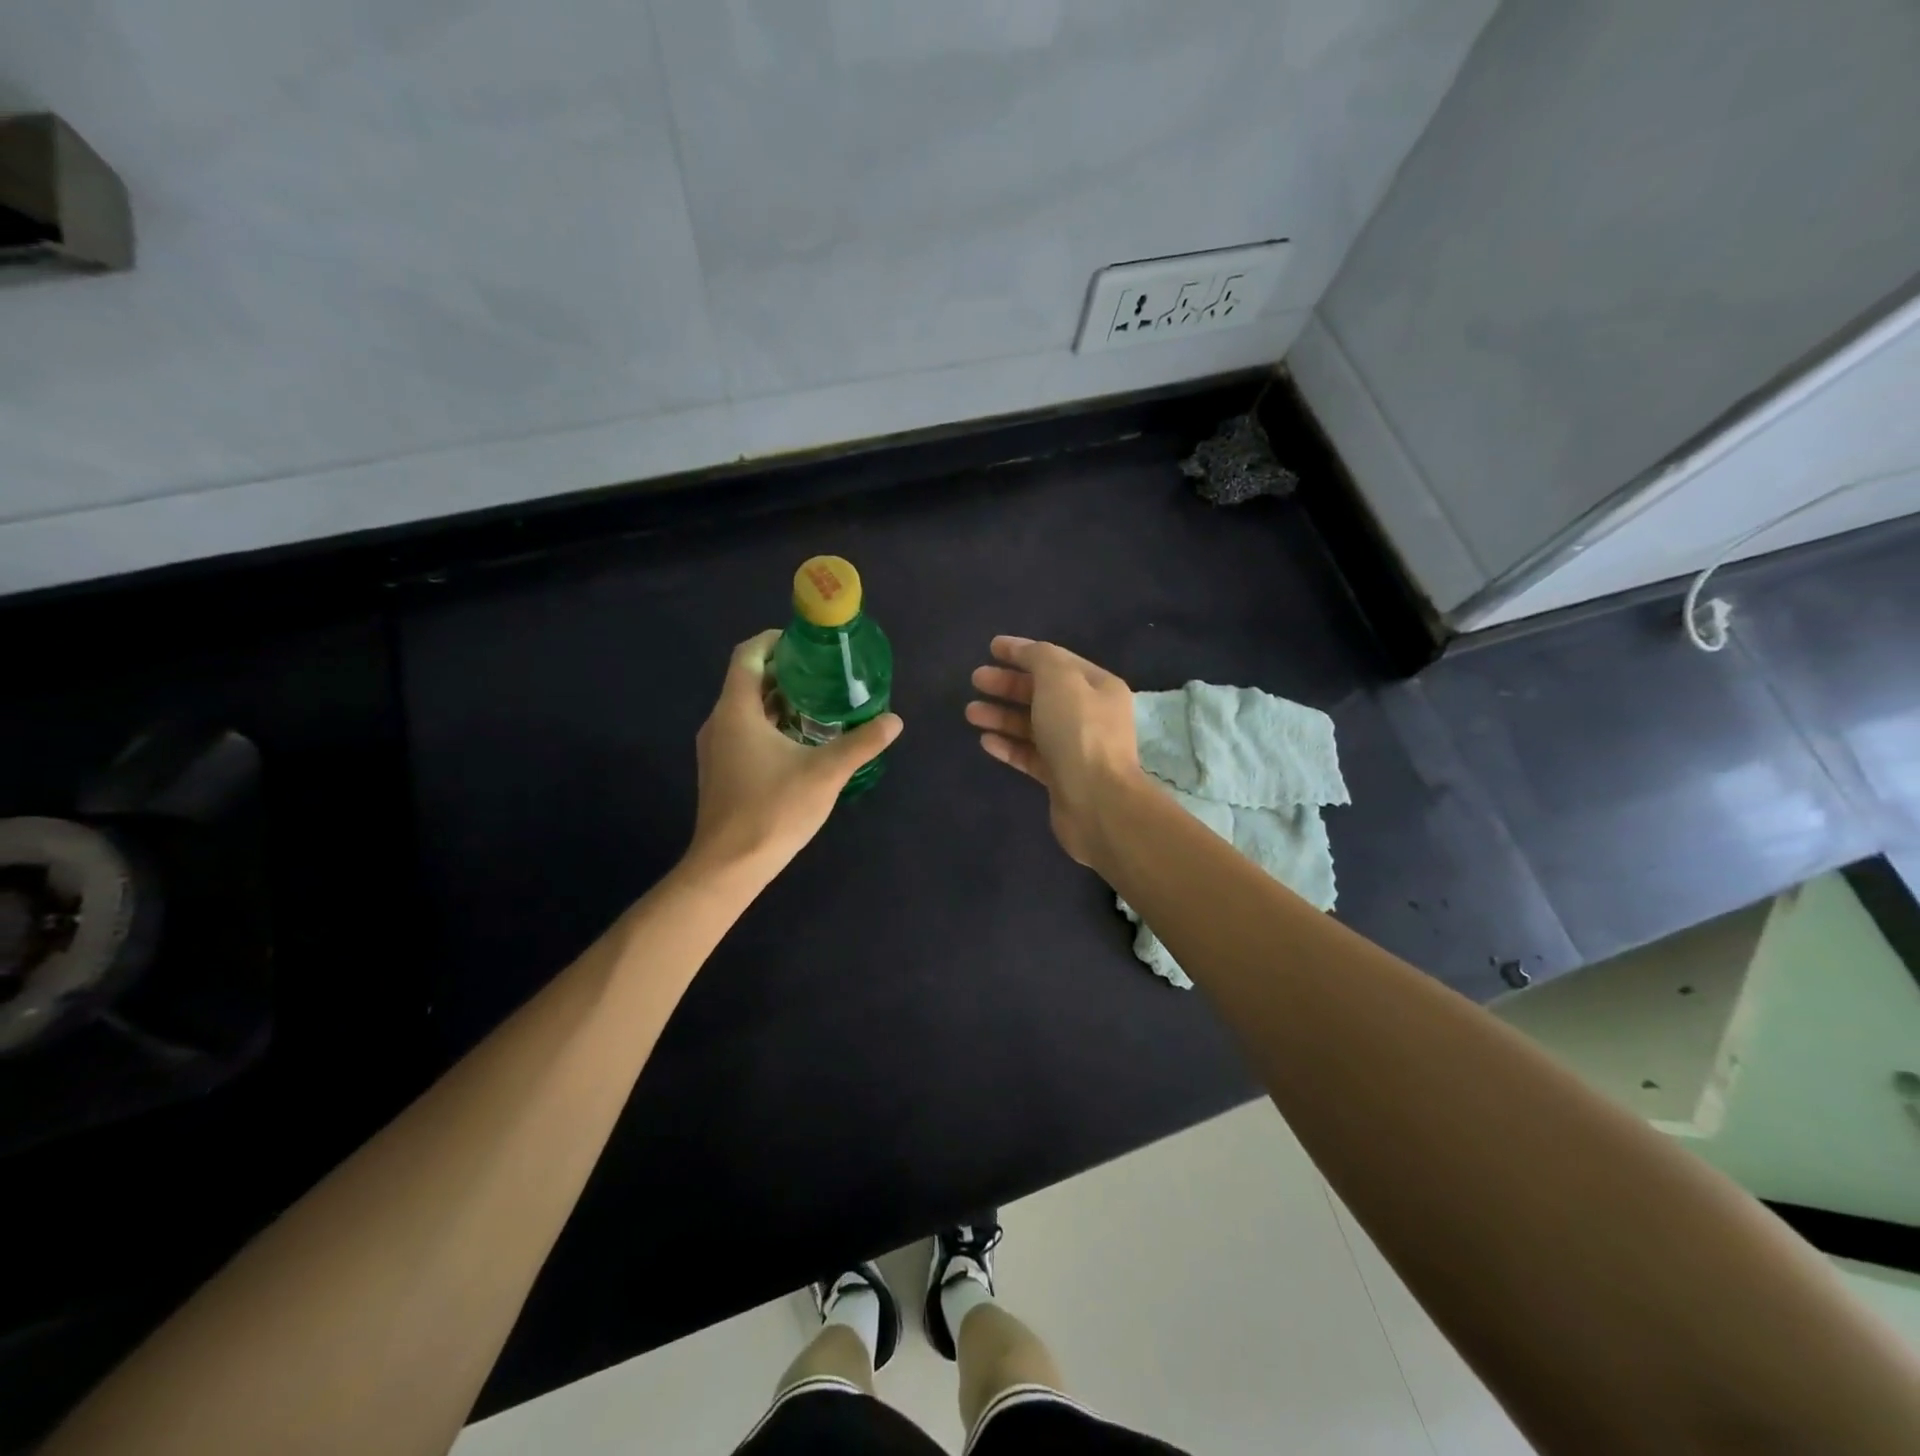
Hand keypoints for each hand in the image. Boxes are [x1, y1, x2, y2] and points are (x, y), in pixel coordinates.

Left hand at [689, 630, 902, 877]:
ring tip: (819, 703)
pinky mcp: (720, 770)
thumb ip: (861, 743)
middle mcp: (719, 722)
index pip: (747, 655)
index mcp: (737, 711)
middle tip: (825, 673)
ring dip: (778, 700)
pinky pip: (743, 731)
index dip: (774, 640)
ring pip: (746, 708)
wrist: (729, 865)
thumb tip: (894, 721)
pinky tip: (800, 741)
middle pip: (748, 680)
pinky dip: (769, 724)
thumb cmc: (773, 810)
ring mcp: (716, 748)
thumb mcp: (825, 773)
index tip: (806, 642)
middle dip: (785, 671)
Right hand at [965, 636, 1144, 865]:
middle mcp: (1090, 715)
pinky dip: (1009, 745)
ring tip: (970, 712)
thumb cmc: (1078, 732)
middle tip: (976, 679)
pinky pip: (1030, 755)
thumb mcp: (1059, 679)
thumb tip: (1024, 652)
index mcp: (1098, 687)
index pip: (1056, 660)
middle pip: (1042, 692)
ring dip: (1002, 715)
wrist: (1096, 801)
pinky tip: (985, 741)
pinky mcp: (1060, 777)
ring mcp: (1075, 748)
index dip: (1023, 651)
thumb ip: (1039, 657)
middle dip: (1008, 684)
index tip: (991, 648)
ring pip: (1032, 724)